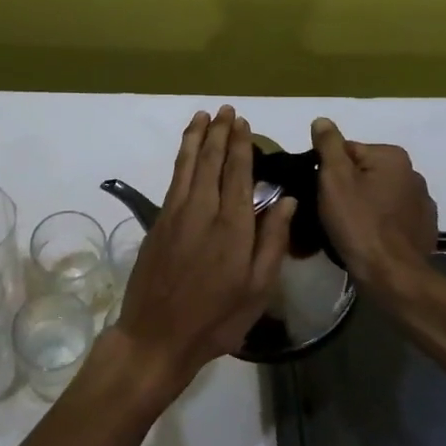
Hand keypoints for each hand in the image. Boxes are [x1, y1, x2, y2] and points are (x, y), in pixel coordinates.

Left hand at [111, 106, 295, 394]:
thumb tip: (287, 200)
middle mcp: (202, 210)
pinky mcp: (158, 221)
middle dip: (218, 133)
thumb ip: (272, 241)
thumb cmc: (216, 318)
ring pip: (187, 164)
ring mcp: (175, 213)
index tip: (243, 123)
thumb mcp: (258, 289)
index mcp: (232, 226)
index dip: (240, 145)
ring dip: (195, 138)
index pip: (237, 172)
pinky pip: (173, 179)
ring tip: (202, 116)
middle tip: (225, 110)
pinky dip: (180, 158)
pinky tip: (185, 151)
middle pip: (210, 161)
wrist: (157, 335)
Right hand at [311, 117, 436, 287]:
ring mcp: (423, 203)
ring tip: (348, 229)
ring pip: (379, 196)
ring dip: (365, 206)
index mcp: (393, 156)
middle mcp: (413, 173)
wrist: (391, 275)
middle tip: (331, 213)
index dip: (328, 172)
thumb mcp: (334, 179)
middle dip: (348, 188)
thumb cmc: (358, 223)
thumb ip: (328, 145)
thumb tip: (322, 120)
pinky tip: (369, 239)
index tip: (321, 194)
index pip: (347, 151)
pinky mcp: (424, 229)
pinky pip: (393, 218)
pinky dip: (381, 223)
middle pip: (364, 173)